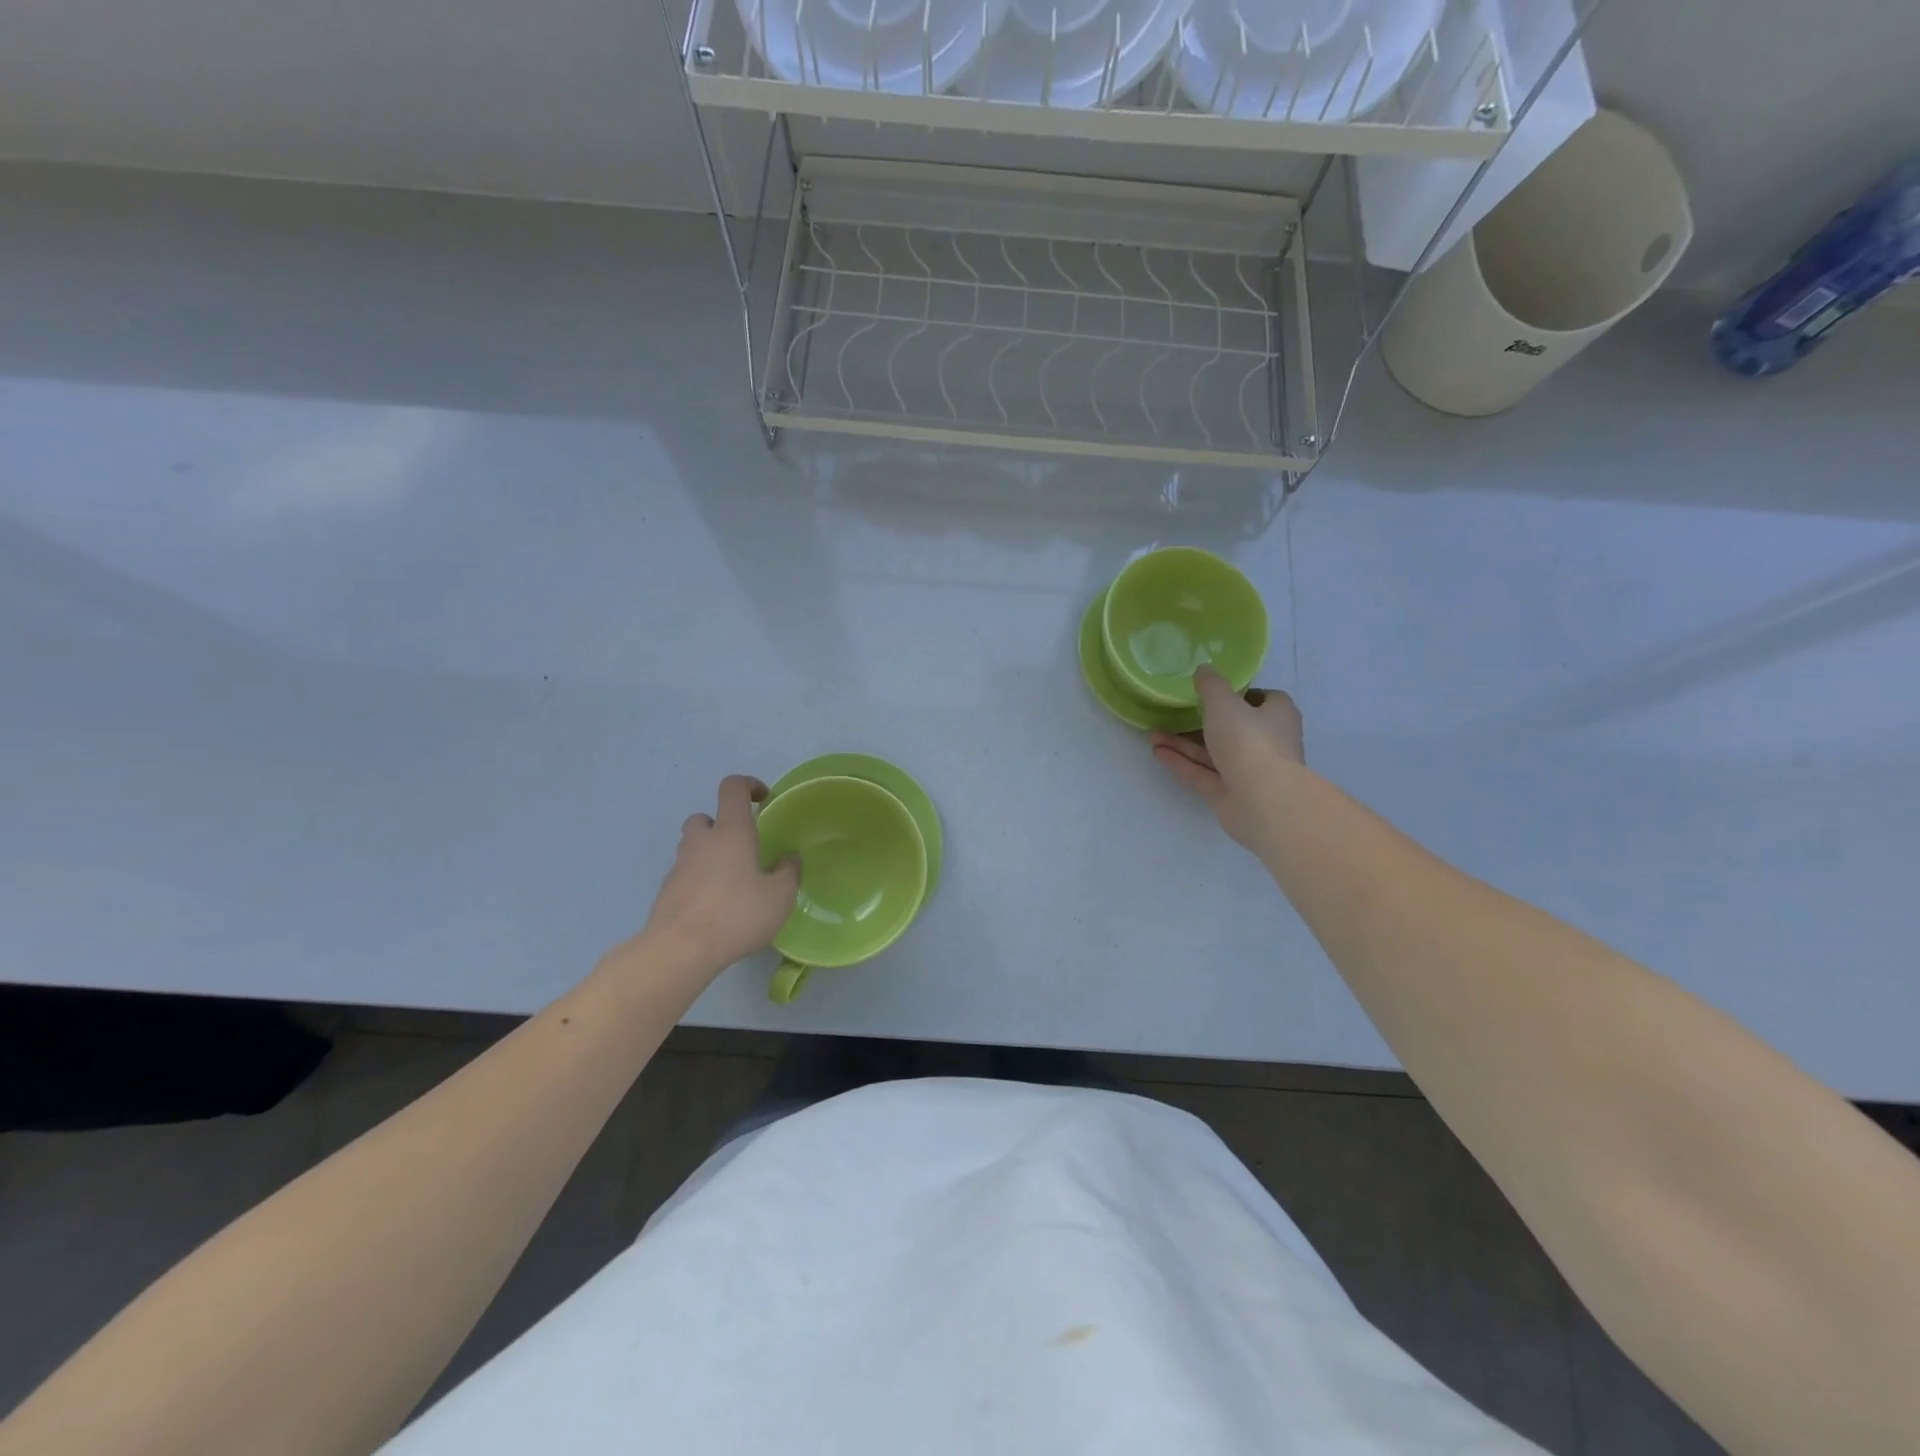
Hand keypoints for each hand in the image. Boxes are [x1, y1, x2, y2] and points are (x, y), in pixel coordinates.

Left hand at [640, 775, 800, 973]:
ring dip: (710, 854)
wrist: (679, 950)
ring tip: (732, 881)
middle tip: (743, 848)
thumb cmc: (736, 915)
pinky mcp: (667, 891)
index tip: (763, 798)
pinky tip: (716, 906)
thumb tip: (789, 858)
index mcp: (731, 832)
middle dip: (723, 825)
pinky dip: (700, 880)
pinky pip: (686, 874)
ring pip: (693, 846)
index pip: (732, 788)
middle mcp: (701, 841)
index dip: (748, 785)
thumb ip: (789, 872)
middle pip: (706, 817)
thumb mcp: (780, 896)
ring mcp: (679, 866)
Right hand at [1150, 666, 1305, 851]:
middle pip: (1233, 728)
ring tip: (1153, 735)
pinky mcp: (1230, 795)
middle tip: (1174, 714)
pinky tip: (1157, 753)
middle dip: (1201, 722)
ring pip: (1213, 753)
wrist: (1262, 800)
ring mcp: (1249, 772)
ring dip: (1184, 744)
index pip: (1264, 700)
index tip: (1214, 692)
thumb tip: (1203, 669)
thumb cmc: (1249, 741)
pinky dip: (1182, 764)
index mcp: (1277, 716)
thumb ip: (1211, 686)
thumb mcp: (1224, 703)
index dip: (1241, 694)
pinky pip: (1203, 775)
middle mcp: (1266, 743)